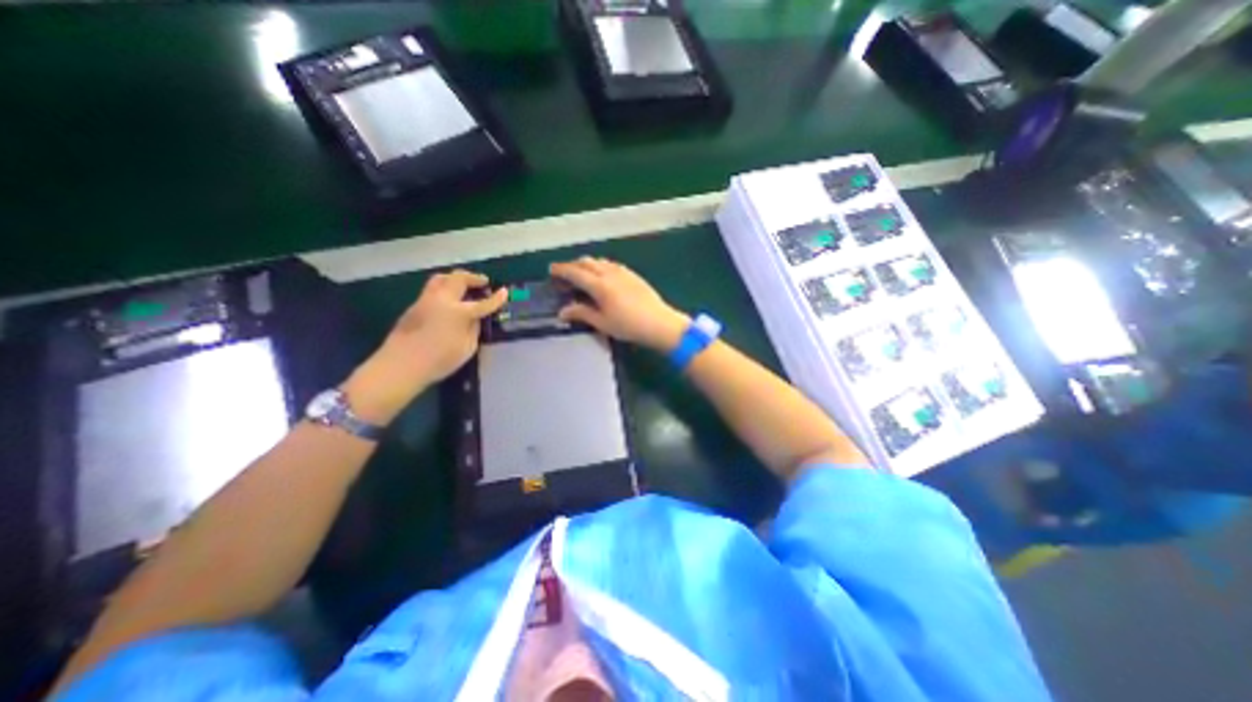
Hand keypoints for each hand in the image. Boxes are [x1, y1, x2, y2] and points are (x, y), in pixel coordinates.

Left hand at [344, 270, 504, 421]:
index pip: (483, 302)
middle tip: (483, 282)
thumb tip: (475, 319)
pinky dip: (444, 288)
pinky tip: (448, 300)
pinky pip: (432, 289)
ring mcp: (425, 300)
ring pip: (441, 278)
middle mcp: (442, 300)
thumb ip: (473, 329)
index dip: (496, 298)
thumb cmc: (439, 360)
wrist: (400, 365)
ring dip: (456, 278)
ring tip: (464, 285)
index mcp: (458, 312)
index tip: (505, 291)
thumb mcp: (467, 348)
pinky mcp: (414, 306)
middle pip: (458, 278)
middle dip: (473, 278)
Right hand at [549, 255, 681, 349]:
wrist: (659, 323)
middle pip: (587, 262)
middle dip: (573, 265)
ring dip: (587, 264)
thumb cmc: (629, 326)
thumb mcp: (602, 323)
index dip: (561, 270)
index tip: (551, 270)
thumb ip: (582, 313)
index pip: (575, 272)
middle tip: (565, 275)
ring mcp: (623, 272)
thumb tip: (563, 311)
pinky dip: (601, 266)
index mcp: (599, 285)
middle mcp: (610, 273)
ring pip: (600, 261)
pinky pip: (612, 264)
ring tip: (583, 275)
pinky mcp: (633, 275)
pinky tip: (603, 276)